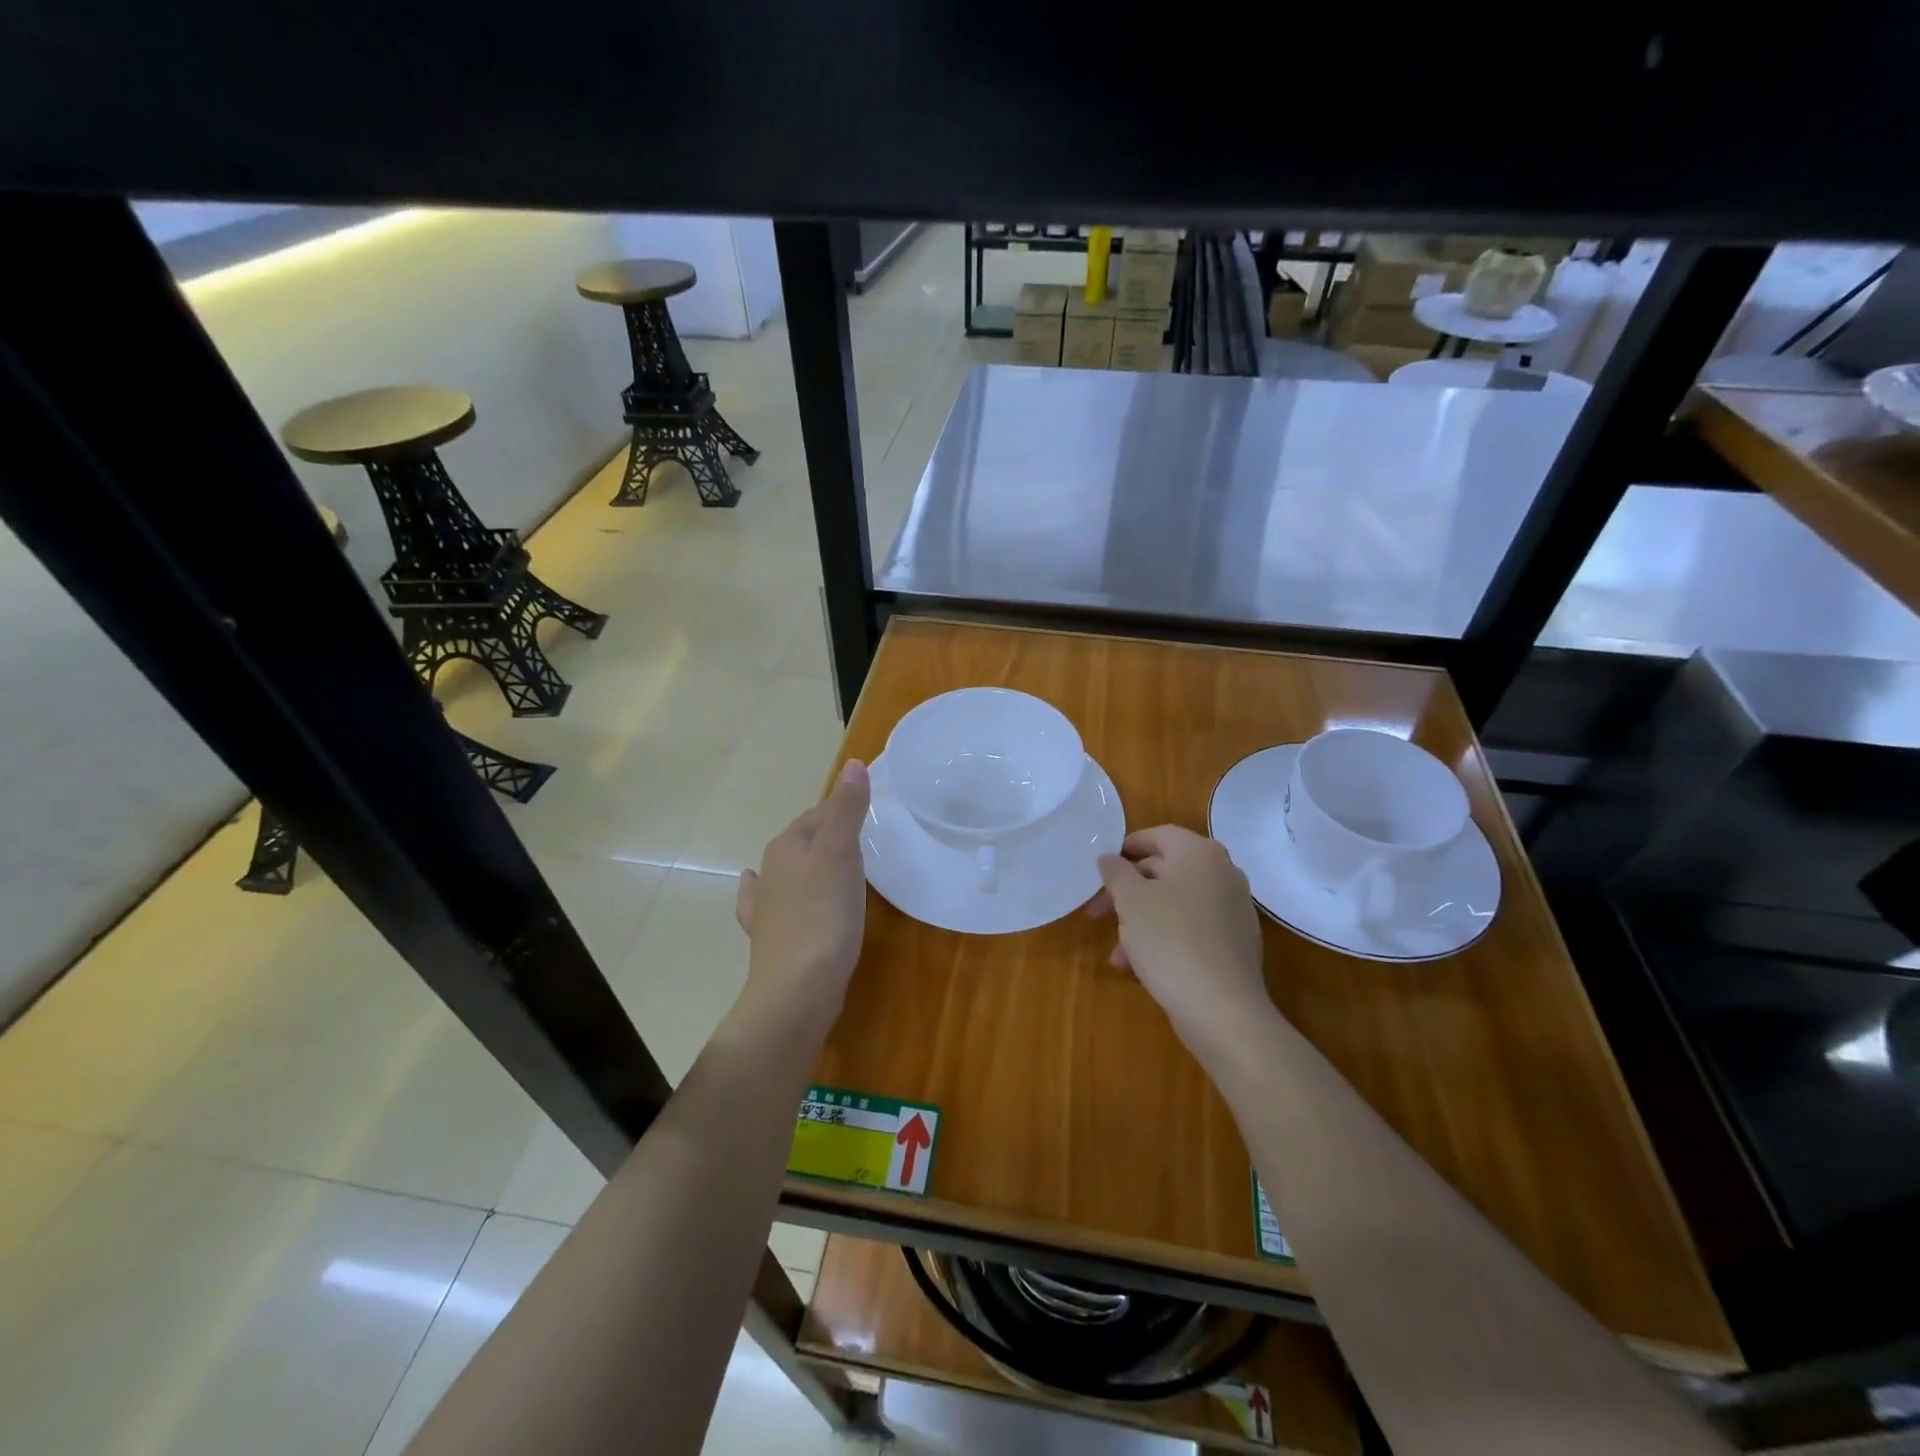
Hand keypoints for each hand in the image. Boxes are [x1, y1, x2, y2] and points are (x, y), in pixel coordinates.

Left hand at [735, 760, 870, 1020]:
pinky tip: (758, 889)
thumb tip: (853, 763)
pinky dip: (768, 893)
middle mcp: (771, 869)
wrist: (796, 988)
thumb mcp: (842, 854)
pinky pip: (768, 904)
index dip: (843, 808)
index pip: (819, 813)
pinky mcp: (770, 936)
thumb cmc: (824, 914)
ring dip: (807, 863)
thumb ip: (848, 809)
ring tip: (830, 866)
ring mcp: (767, 904)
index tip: (868, 811)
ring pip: (789, 871)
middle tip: (862, 840)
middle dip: (828, 835)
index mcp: (789, 844)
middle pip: (804, 840)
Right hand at [1088, 826, 1270, 1053]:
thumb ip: (1116, 872)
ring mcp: (1234, 910)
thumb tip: (1109, 858)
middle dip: (1127, 892)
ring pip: (1175, 905)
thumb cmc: (1170, 940)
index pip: (1159, 835)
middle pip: (1165, 871)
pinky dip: (1165, 938)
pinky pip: (1192, 929)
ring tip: (1117, 952)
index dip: (1127, 847)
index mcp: (1200, 854)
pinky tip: (1140, 967)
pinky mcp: (1236, 943)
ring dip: (1141, 922)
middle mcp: (1223, 874)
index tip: (1102, 867)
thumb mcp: (1130, 900)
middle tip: (1097, 913)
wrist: (1222, 1009)